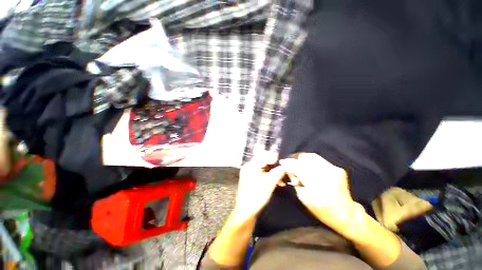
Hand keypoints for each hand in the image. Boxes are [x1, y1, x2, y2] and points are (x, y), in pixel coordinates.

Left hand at [233, 152, 285, 219]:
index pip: (263, 155)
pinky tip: (276, 182)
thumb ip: (277, 173)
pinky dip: (268, 175)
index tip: (283, 162)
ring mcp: (248, 172)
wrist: (245, 211)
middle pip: (263, 160)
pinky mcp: (250, 178)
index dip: (273, 157)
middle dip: (274, 164)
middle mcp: (248, 166)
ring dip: (272, 171)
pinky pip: (260, 172)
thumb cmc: (257, 196)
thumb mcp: (269, 184)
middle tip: (283, 169)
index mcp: (251, 166)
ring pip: (263, 167)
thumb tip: (285, 166)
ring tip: (282, 179)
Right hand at [280, 153, 363, 235]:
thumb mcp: (304, 198)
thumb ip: (295, 182)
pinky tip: (307, 165)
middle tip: (290, 162)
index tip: (282, 161)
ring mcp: (335, 170)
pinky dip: (310, 161)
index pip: (299, 168)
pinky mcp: (338, 168)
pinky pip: (319, 159)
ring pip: (312, 156)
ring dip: (302, 158)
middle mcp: (327, 176)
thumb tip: (289, 169)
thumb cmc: (322, 210)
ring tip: (297, 162)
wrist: (346, 213)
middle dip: (295, 159)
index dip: (289, 164)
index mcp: (318, 187)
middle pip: (306, 159)